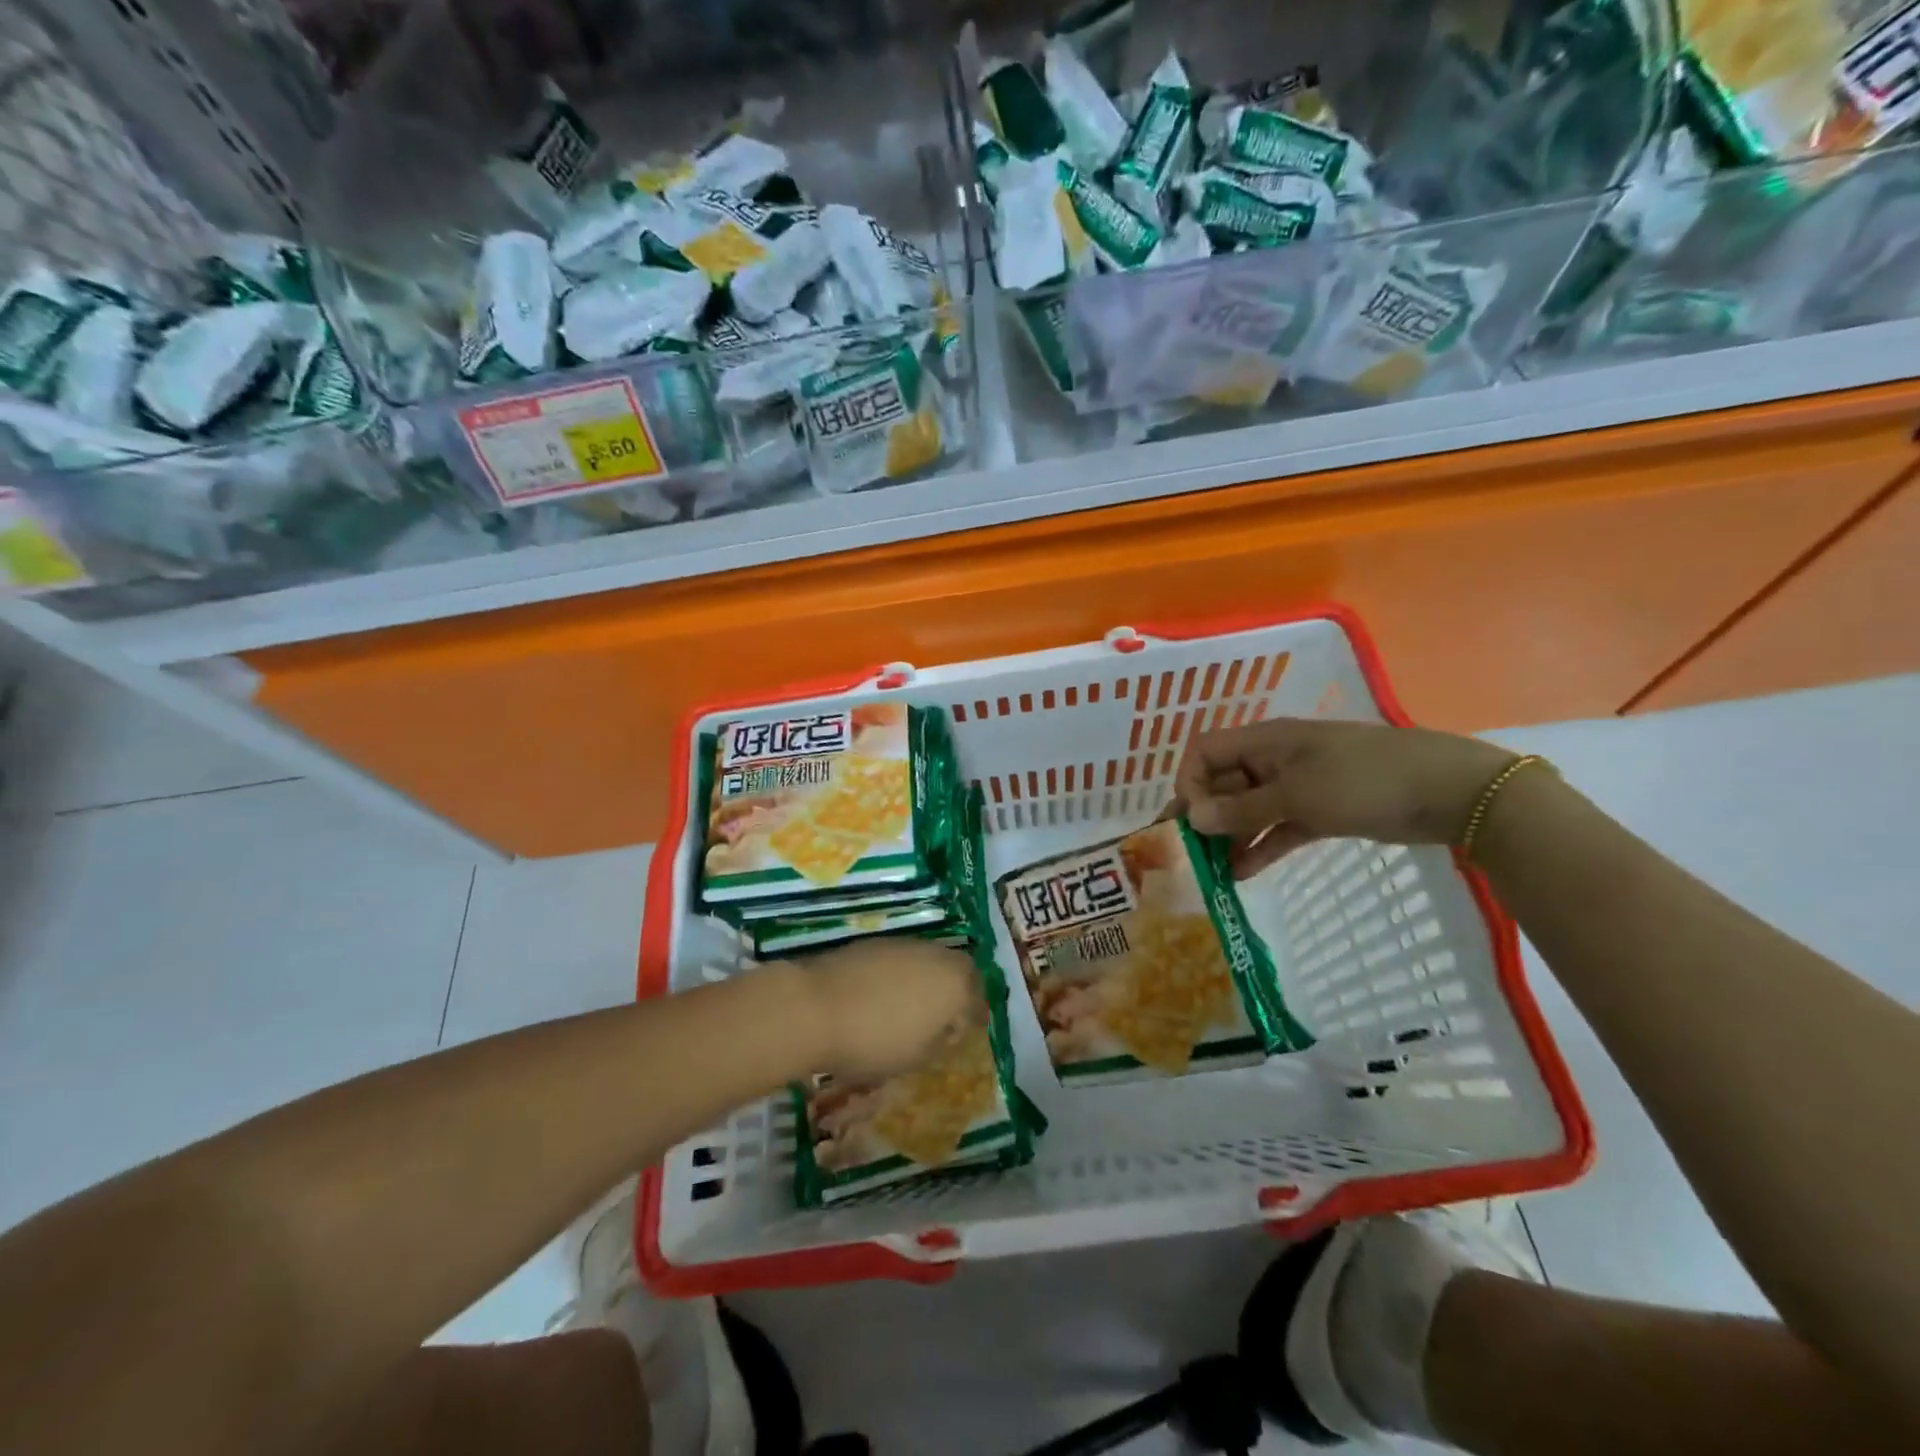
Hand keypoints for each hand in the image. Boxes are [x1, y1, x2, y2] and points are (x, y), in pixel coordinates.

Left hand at [785, 939, 983, 1081]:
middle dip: (957, 991)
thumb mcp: (916, 1058)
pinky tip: (883, 997)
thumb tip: (946, 1031)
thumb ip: (940, 1042)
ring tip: (911, 1008)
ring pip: (929, 961)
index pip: (978, 1000)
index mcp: (955, 985)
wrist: (814, 1007)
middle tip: (944, 1017)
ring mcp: (904, 945)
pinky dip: (901, 975)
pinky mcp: (874, 942)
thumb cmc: (874, 1041)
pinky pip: (901, 959)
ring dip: (927, 980)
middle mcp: (936, 956)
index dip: (975, 1019)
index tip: (965, 1035)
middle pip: (959, 971)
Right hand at [1174, 718, 1517, 877]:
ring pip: (1248, 809)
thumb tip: (1191, 818)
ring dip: (1229, 837)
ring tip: (1211, 873)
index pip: (1204, 753)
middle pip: (1222, 783)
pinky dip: (1259, 846)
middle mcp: (1273, 760)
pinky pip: (1276, 827)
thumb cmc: (1363, 781)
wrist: (1448, 792)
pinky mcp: (1318, 811)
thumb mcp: (1296, 795)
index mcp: (1264, 741)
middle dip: (1203, 816)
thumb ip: (1241, 810)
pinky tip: (1241, 875)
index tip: (1188, 821)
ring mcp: (1297, 786)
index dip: (1188, 782)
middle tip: (1186, 856)